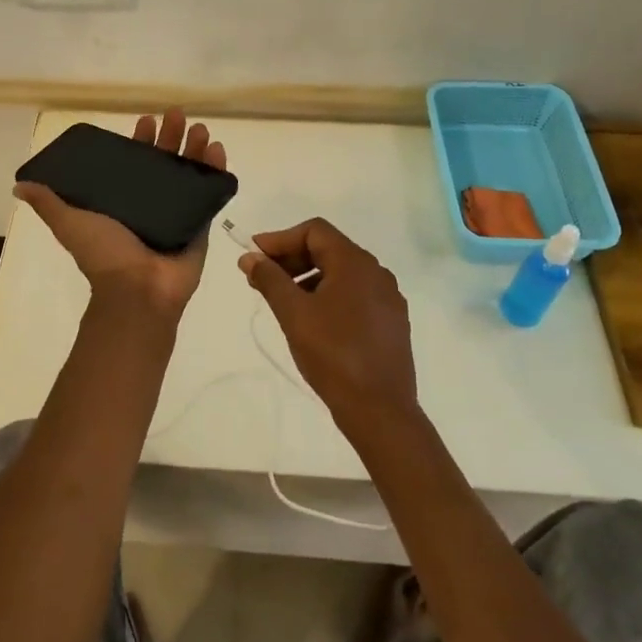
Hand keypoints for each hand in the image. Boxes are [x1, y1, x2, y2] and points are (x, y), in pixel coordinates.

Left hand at [14, 109, 227, 318]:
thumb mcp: (70, 223)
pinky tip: (218, 149)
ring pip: (189, 173)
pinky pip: (210, 193)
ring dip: (195, 149)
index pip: (133, 163)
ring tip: (202, 129)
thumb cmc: (104, 254)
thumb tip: (20, 185)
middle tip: (177, 115)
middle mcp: (150, 204)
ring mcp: (177, 213)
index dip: (140, 141)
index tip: (144, 121)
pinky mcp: (199, 224)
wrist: (137, 291)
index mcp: (122, 201)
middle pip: (164, 162)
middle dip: (171, 137)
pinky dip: (216, 171)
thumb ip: (49, 204)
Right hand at [238, 218, 416, 426]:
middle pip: (328, 249)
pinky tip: (312, 319)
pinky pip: (355, 294)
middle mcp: (376, 272)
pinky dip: (328, 295)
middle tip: (261, 279)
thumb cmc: (333, 354)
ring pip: (341, 273)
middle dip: (292, 259)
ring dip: (308, 277)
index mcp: (355, 263)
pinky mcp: (391, 322)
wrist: (380, 410)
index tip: (255, 256)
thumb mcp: (293, 314)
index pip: (314, 231)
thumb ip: (270, 279)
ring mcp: (388, 298)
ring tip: (283, 301)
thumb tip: (250, 257)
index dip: (280, 239)